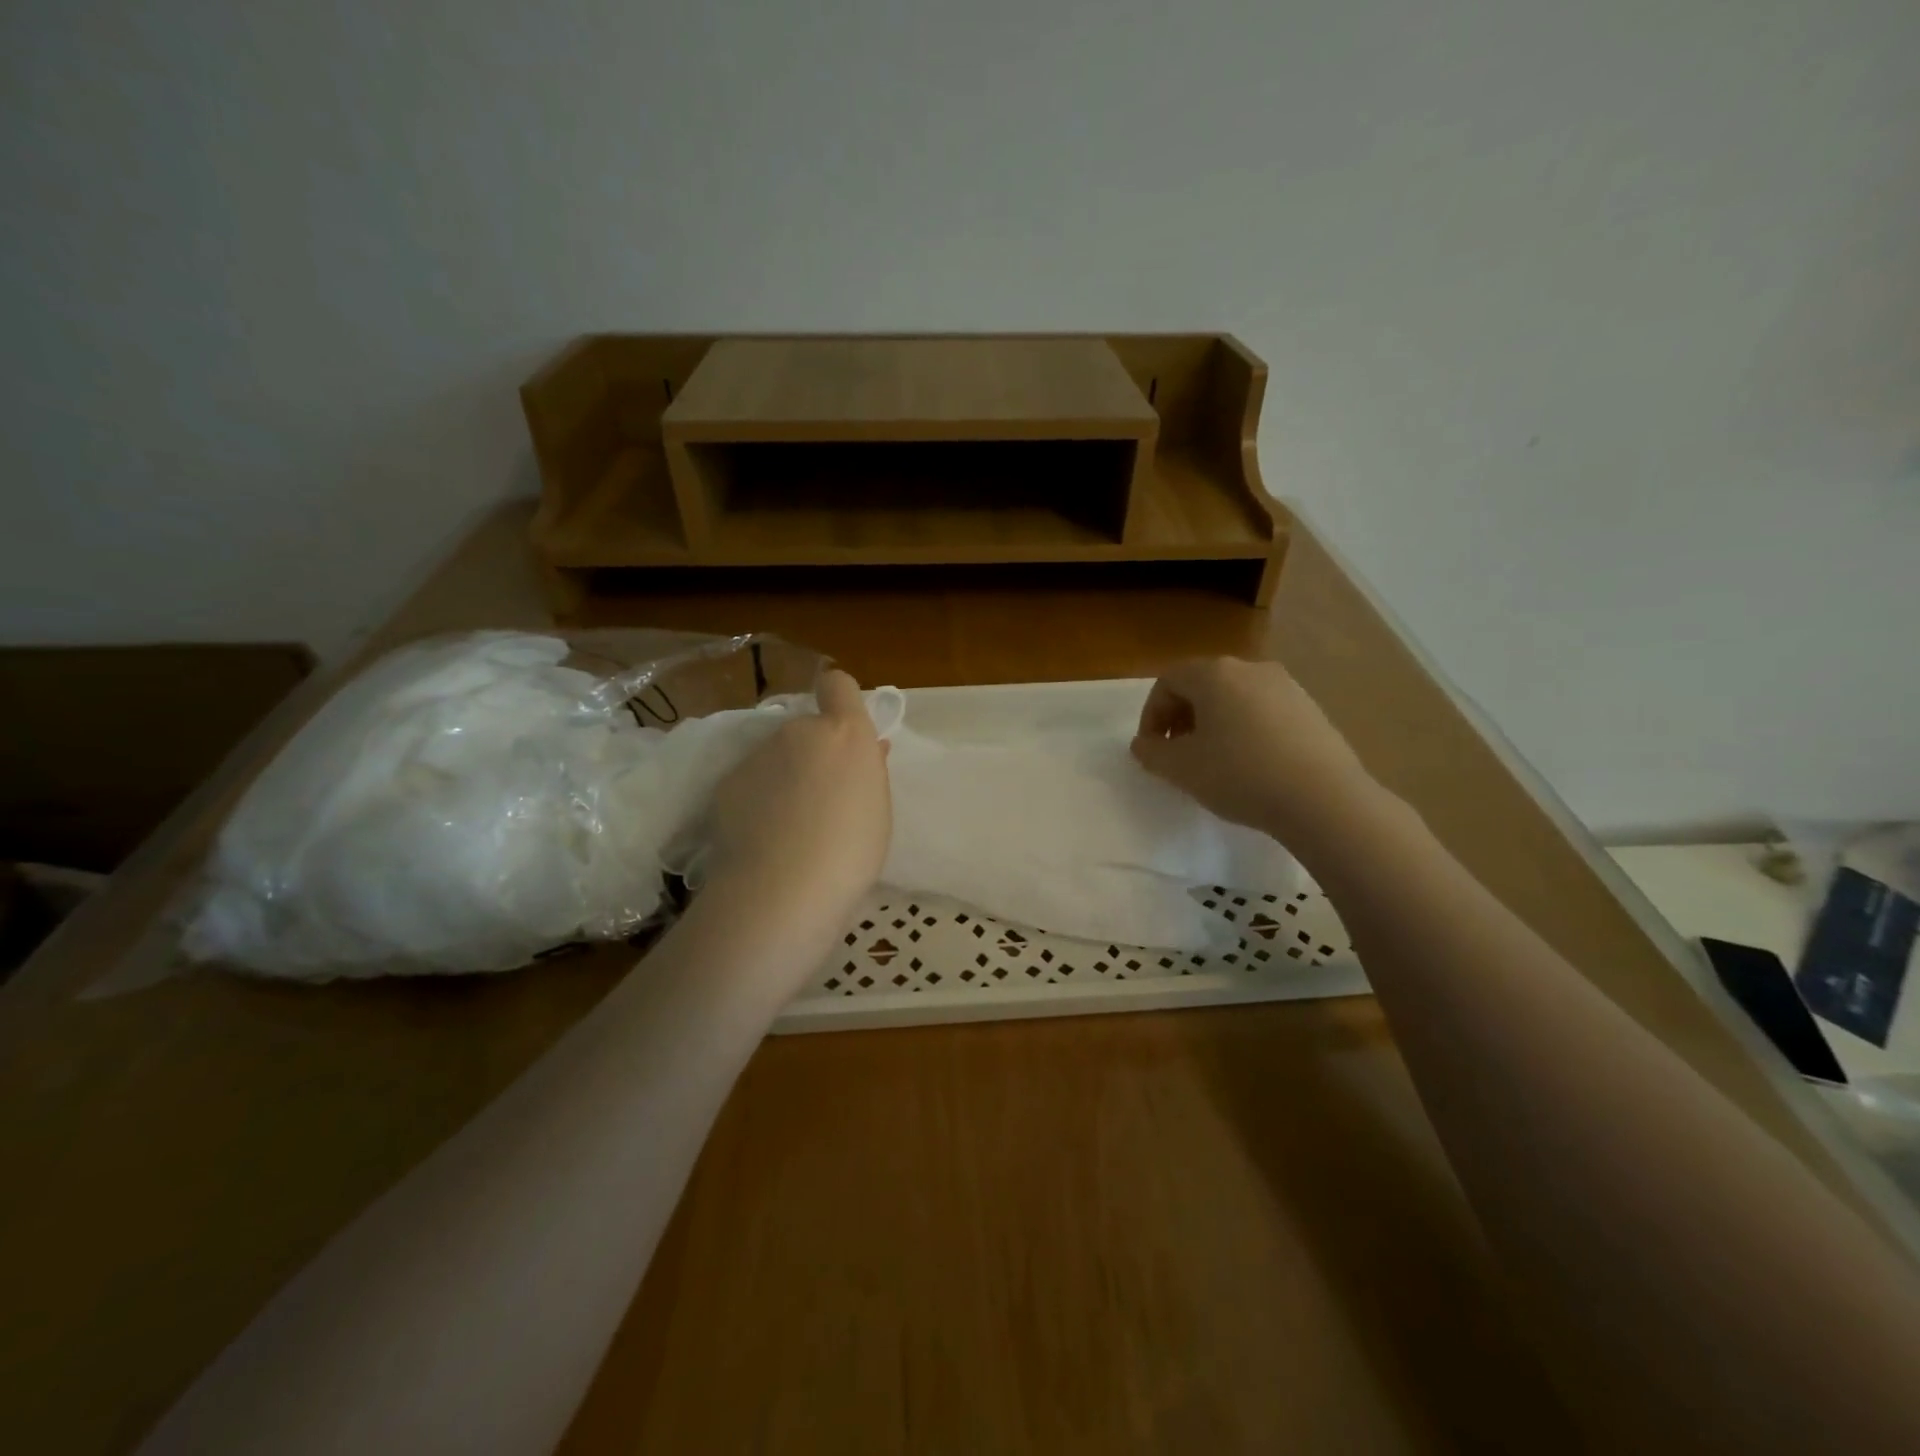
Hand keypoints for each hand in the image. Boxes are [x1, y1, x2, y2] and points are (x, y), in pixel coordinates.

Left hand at [704, 668, 891, 936]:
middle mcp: (798, 731)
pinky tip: (763, 838)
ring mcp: (758, 755)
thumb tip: (868, 749)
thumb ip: (869, 769)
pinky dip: (757, 801)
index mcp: (844, 733)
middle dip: (812, 754)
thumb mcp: (878, 809)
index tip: (843, 729)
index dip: (840, 699)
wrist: (783, 889)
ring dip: (783, 777)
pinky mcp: (727, 782)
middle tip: (821, 799)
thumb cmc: (851, 851)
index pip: (838, 684)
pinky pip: (750, 782)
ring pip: (776, 757)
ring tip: (789, 827)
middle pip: (806, 730)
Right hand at [1130, 657, 1378, 851]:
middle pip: (1202, 685)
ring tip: (1213, 762)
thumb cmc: (1240, 775)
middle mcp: (1251, 669)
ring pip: (1235, 698)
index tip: (1152, 749)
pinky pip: (1264, 712)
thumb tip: (1144, 744)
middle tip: (1177, 754)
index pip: (1168, 680)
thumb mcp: (1181, 769)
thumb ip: (1152, 752)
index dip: (1151, 714)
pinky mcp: (1311, 710)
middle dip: (1182, 718)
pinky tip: (1250, 766)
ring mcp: (1287, 687)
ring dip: (1214, 724)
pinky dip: (1246, 730)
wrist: (1323, 799)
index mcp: (1215, 673)